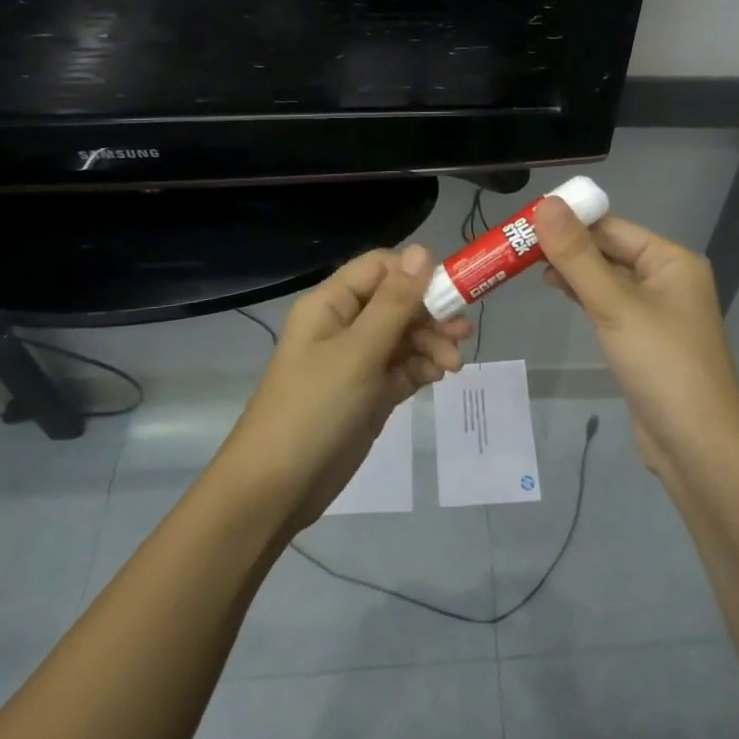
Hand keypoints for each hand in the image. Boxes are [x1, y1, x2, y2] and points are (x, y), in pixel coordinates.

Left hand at [222, 245, 469, 529]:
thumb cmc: (314, 408)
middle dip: (431, 314)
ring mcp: (356, 361)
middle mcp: (344, 325)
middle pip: (397, 302)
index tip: (449, 292)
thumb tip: (423, 250)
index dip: (416, 274)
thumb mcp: (358, 352)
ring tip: (453, 365)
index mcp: (332, 304)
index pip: (380, 268)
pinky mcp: (368, 393)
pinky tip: (438, 377)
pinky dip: (421, 368)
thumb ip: (395, 303)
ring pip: (404, 336)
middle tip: (461, 334)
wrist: (277, 488)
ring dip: (431, 343)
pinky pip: (402, 368)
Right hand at [534, 197, 738, 476]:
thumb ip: (578, 256)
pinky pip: (609, 305)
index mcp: (671, 260)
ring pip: (607, 278)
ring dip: (572, 270)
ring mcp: (656, 311)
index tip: (525, 219)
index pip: (613, 227)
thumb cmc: (662, 365)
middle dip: (568, 246)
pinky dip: (583, 295)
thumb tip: (546, 203)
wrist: (697, 446)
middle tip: (517, 243)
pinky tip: (557, 291)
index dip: (571, 220)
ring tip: (527, 264)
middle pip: (609, 250)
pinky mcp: (643, 339)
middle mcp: (667, 279)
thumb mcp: (615, 305)